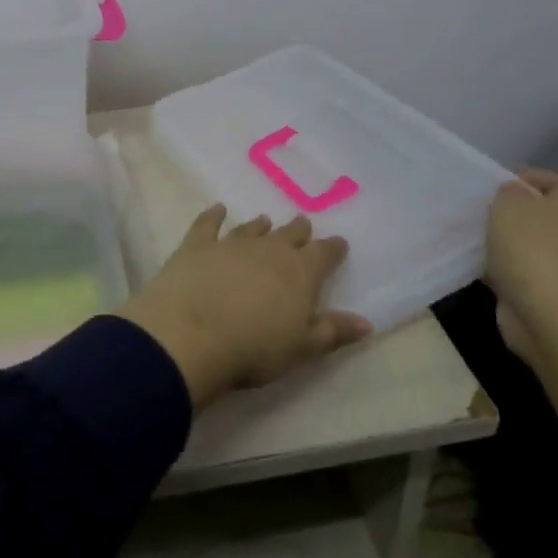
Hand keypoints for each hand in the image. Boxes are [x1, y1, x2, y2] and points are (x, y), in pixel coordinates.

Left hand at [121, 205, 371, 408]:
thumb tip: (367, 322)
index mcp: (299, 273)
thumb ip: (333, 331)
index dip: (332, 249)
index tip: (338, 244)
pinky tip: (218, 209)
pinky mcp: (196, 246)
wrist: (190, 336)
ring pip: (251, 229)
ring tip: (266, 221)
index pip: (323, 254)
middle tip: (302, 224)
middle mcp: (268, 250)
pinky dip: (213, 215)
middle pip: (288, 235)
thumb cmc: (253, 349)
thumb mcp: (301, 348)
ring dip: (260, 225)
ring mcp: (230, 244)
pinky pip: (208, 224)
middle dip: (298, 231)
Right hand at [484, 168, 557, 368]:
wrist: (550, 316)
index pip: (548, 180)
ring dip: (493, 240)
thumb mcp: (509, 203)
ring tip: (461, 233)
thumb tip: (510, 197)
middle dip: (501, 211)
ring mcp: (557, 263)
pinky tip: (466, 262)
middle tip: (470, 209)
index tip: (489, 185)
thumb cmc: (533, 248)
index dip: (520, 179)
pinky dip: (491, 267)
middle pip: (531, 213)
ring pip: (517, 242)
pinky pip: (510, 270)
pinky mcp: (538, 290)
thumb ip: (506, 192)